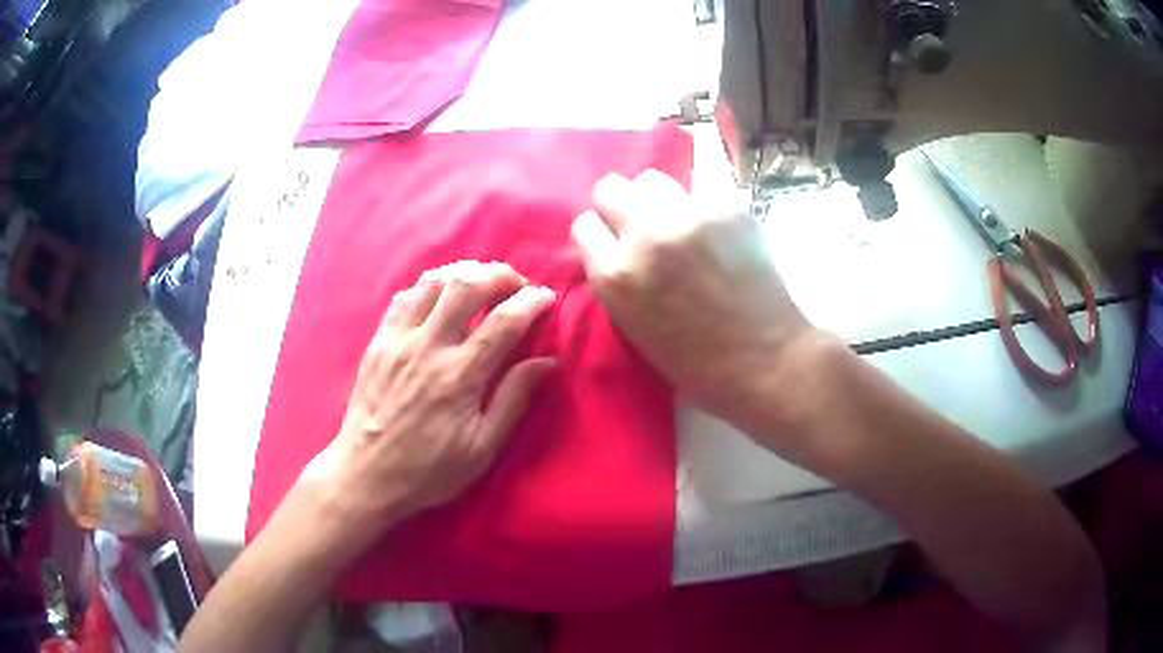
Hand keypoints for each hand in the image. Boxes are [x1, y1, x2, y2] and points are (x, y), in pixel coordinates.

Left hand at [299, 261, 555, 547]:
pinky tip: (441, 297)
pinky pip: (404, 296)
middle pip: (467, 285)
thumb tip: (547, 361)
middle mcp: (429, 347)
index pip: (504, 320)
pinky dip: (429, 287)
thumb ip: (514, 399)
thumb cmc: (429, 470)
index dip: (531, 301)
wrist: (366, 475)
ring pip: (434, 282)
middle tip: (516, 284)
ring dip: (464, 273)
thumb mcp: (481, 448)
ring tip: (482, 283)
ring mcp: (398, 340)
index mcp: (460, 376)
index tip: (547, 297)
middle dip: (500, 274)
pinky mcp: (378, 341)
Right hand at [570, 171, 829, 436]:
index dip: (601, 234)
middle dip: (620, 205)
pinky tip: (717, 231)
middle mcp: (645, 236)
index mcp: (615, 276)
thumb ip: (618, 280)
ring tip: (678, 221)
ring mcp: (689, 217)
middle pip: (610, 188)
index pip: (584, 225)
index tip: (614, 243)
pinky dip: (702, 208)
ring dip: (658, 200)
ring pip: (652, 180)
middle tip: (641, 225)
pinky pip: (700, 191)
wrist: (765, 359)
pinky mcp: (727, 208)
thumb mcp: (635, 327)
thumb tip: (616, 248)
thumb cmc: (697, 363)